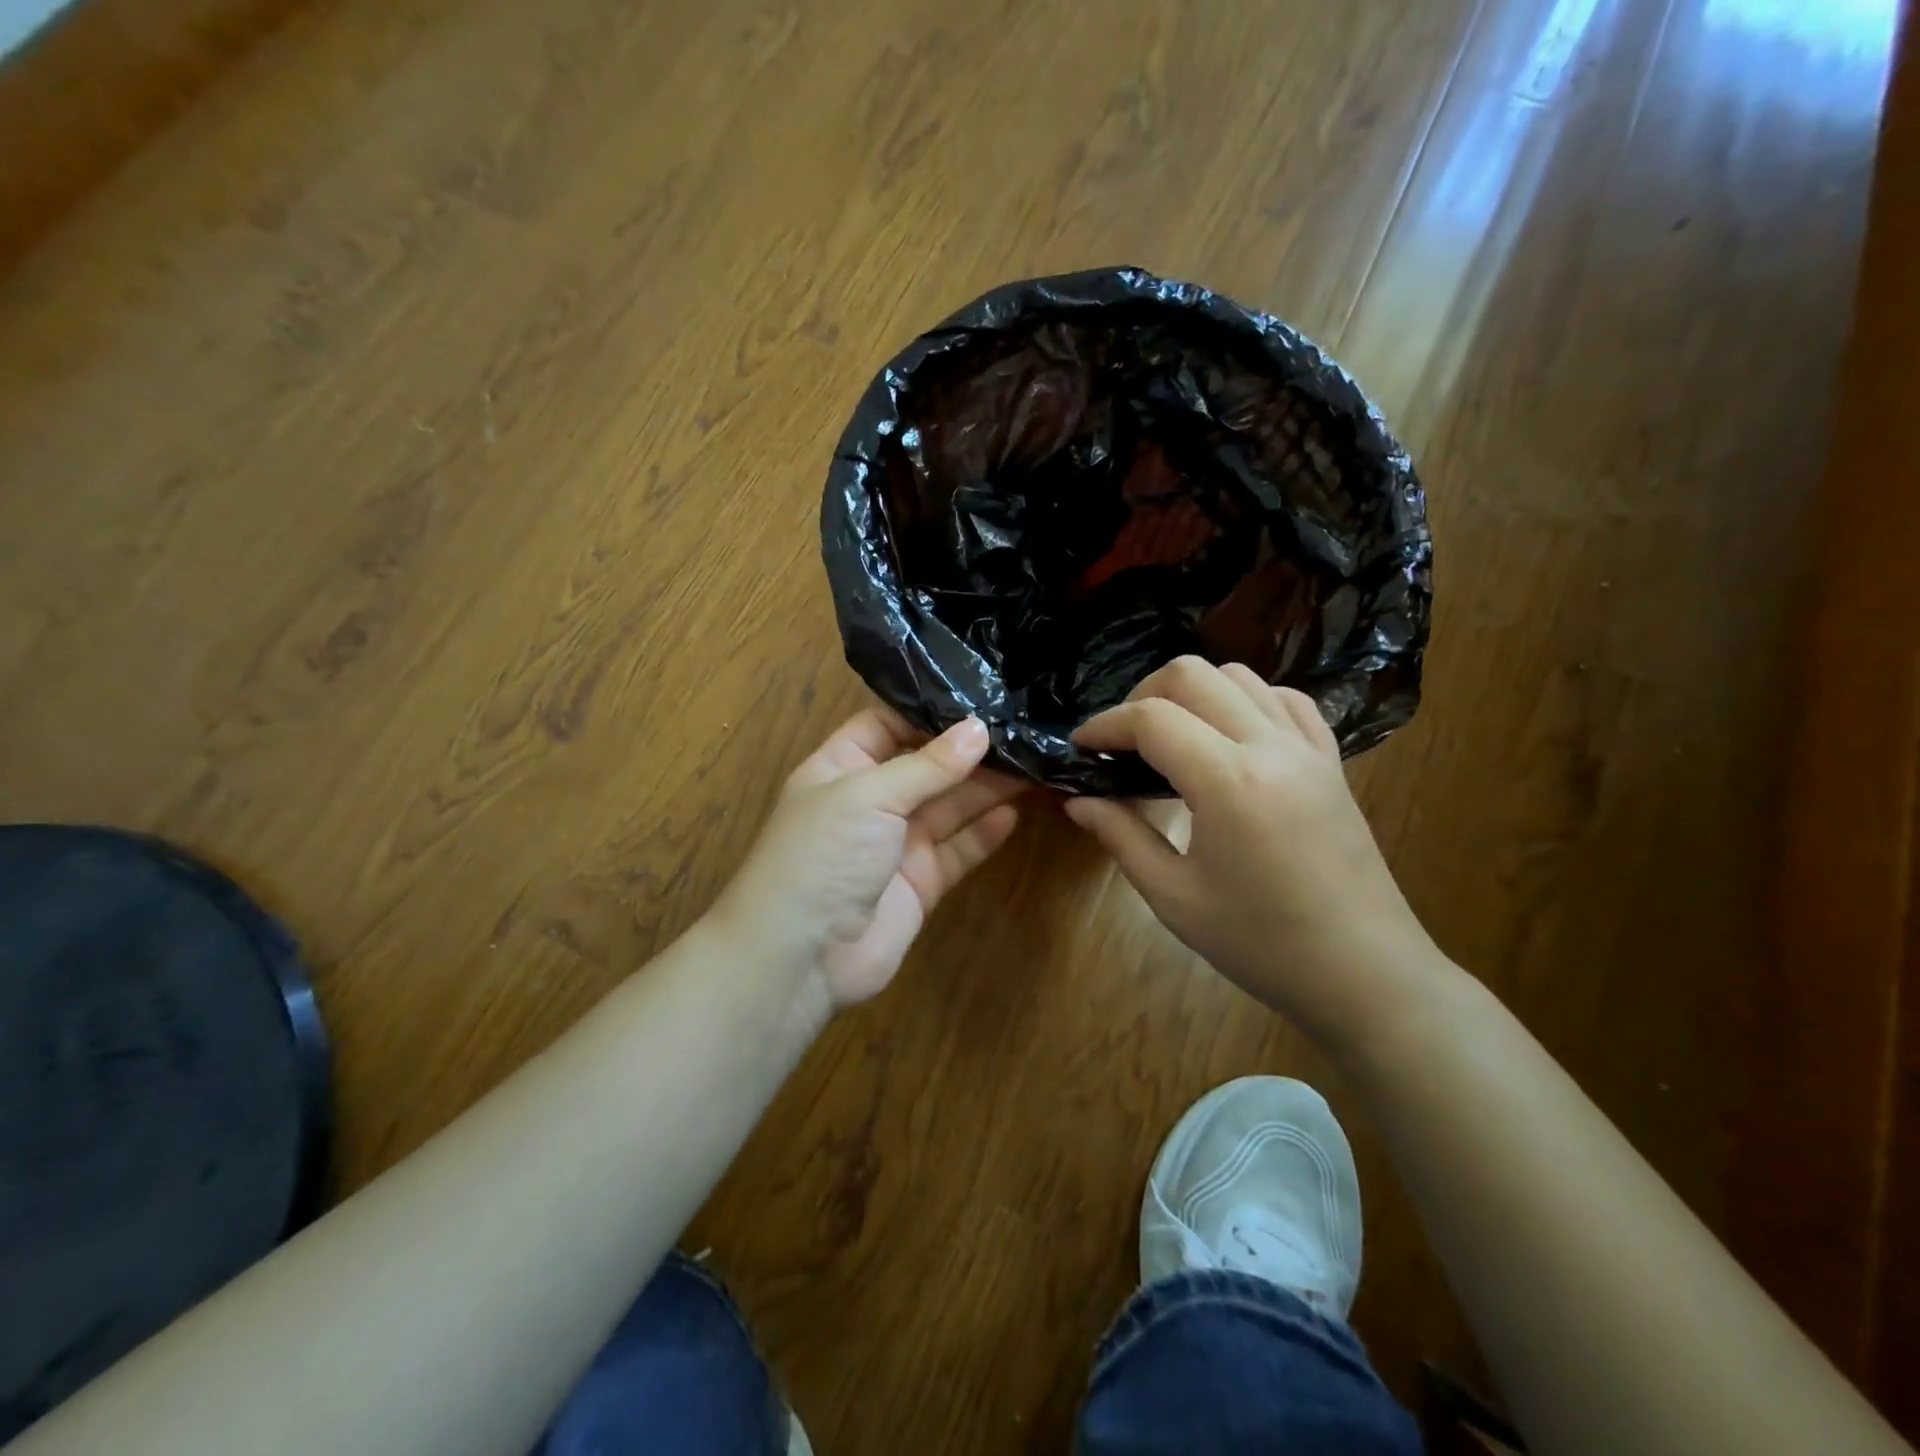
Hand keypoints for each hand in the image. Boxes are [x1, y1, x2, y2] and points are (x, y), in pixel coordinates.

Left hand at [712, 707, 1022, 1012]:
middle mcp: (871, 800)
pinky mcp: (921, 882)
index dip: (927, 712)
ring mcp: (897, 843)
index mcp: (842, 767)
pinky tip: (1014, 813)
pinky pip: (958, 850)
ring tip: (1031, 762)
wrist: (803, 957)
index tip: (978, 697)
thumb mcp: (869, 795)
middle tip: (1021, 729)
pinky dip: (983, 833)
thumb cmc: (824, 854)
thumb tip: (979, 728)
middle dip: (968, 750)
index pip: (886, 724)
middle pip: (926, 765)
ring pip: (948, 806)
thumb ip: (928, 765)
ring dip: (985, 787)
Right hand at [1064, 656, 1441, 1051]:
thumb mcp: (1174, 897)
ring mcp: (1307, 748)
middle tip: (1121, 741)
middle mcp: (1270, 746)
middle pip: (1192, 675)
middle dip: (1142, 695)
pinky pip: (1284, 700)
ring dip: (1191, 693)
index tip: (1080, 747)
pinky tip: (1228, 737)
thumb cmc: (1262, 944)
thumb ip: (1121, 836)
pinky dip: (1244, 700)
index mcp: (1228, 781)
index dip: (1105, 724)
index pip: (1152, 719)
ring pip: (1239, 676)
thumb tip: (1077, 800)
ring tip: (1169, 737)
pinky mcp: (1330, 760)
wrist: (1366, 974)